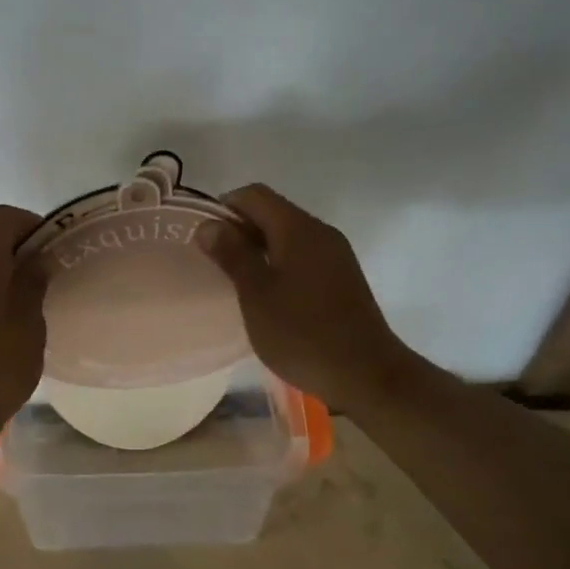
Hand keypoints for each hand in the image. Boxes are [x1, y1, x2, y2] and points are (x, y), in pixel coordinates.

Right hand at [199, 184, 406, 412]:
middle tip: (213, 262)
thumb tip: (208, 225)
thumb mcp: (256, 294)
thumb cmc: (302, 333)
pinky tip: (267, 295)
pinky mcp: (342, 278)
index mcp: (298, 228)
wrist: (366, 373)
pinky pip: (303, 256)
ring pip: (287, 236)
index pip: (254, 195)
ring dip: (258, 249)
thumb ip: (232, 255)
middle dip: (239, 229)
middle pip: (272, 212)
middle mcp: (320, 232)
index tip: (203, 238)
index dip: (223, 207)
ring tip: (236, 280)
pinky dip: (279, 264)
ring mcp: (335, 255)